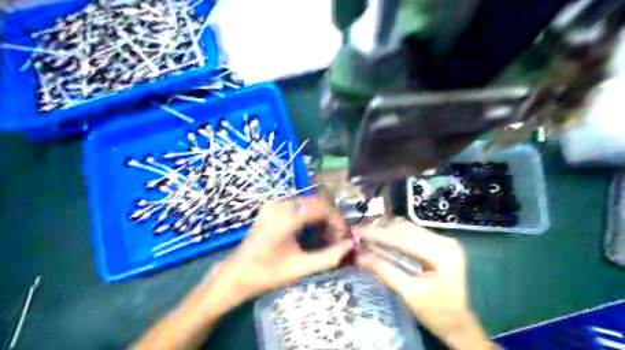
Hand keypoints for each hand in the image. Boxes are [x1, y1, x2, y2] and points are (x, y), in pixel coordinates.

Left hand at [218, 195, 352, 302]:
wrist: (237, 274)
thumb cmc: (268, 274)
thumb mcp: (301, 268)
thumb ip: (329, 257)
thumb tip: (350, 245)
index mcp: (286, 218)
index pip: (321, 208)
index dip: (337, 220)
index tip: (344, 236)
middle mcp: (280, 205)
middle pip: (315, 202)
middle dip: (330, 218)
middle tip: (337, 238)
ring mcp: (274, 204)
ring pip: (307, 203)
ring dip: (320, 216)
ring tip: (327, 236)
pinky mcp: (271, 208)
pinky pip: (297, 206)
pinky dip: (309, 215)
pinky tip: (312, 230)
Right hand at [356, 221, 493, 349]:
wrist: (460, 325)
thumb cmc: (436, 313)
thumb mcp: (408, 293)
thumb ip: (385, 270)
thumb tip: (359, 256)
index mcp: (442, 253)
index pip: (405, 237)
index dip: (379, 234)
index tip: (358, 231)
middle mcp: (445, 241)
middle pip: (407, 229)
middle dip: (381, 230)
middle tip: (359, 233)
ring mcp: (443, 241)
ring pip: (409, 228)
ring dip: (388, 230)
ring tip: (368, 235)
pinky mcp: (439, 245)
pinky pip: (413, 233)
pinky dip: (396, 234)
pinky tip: (383, 238)